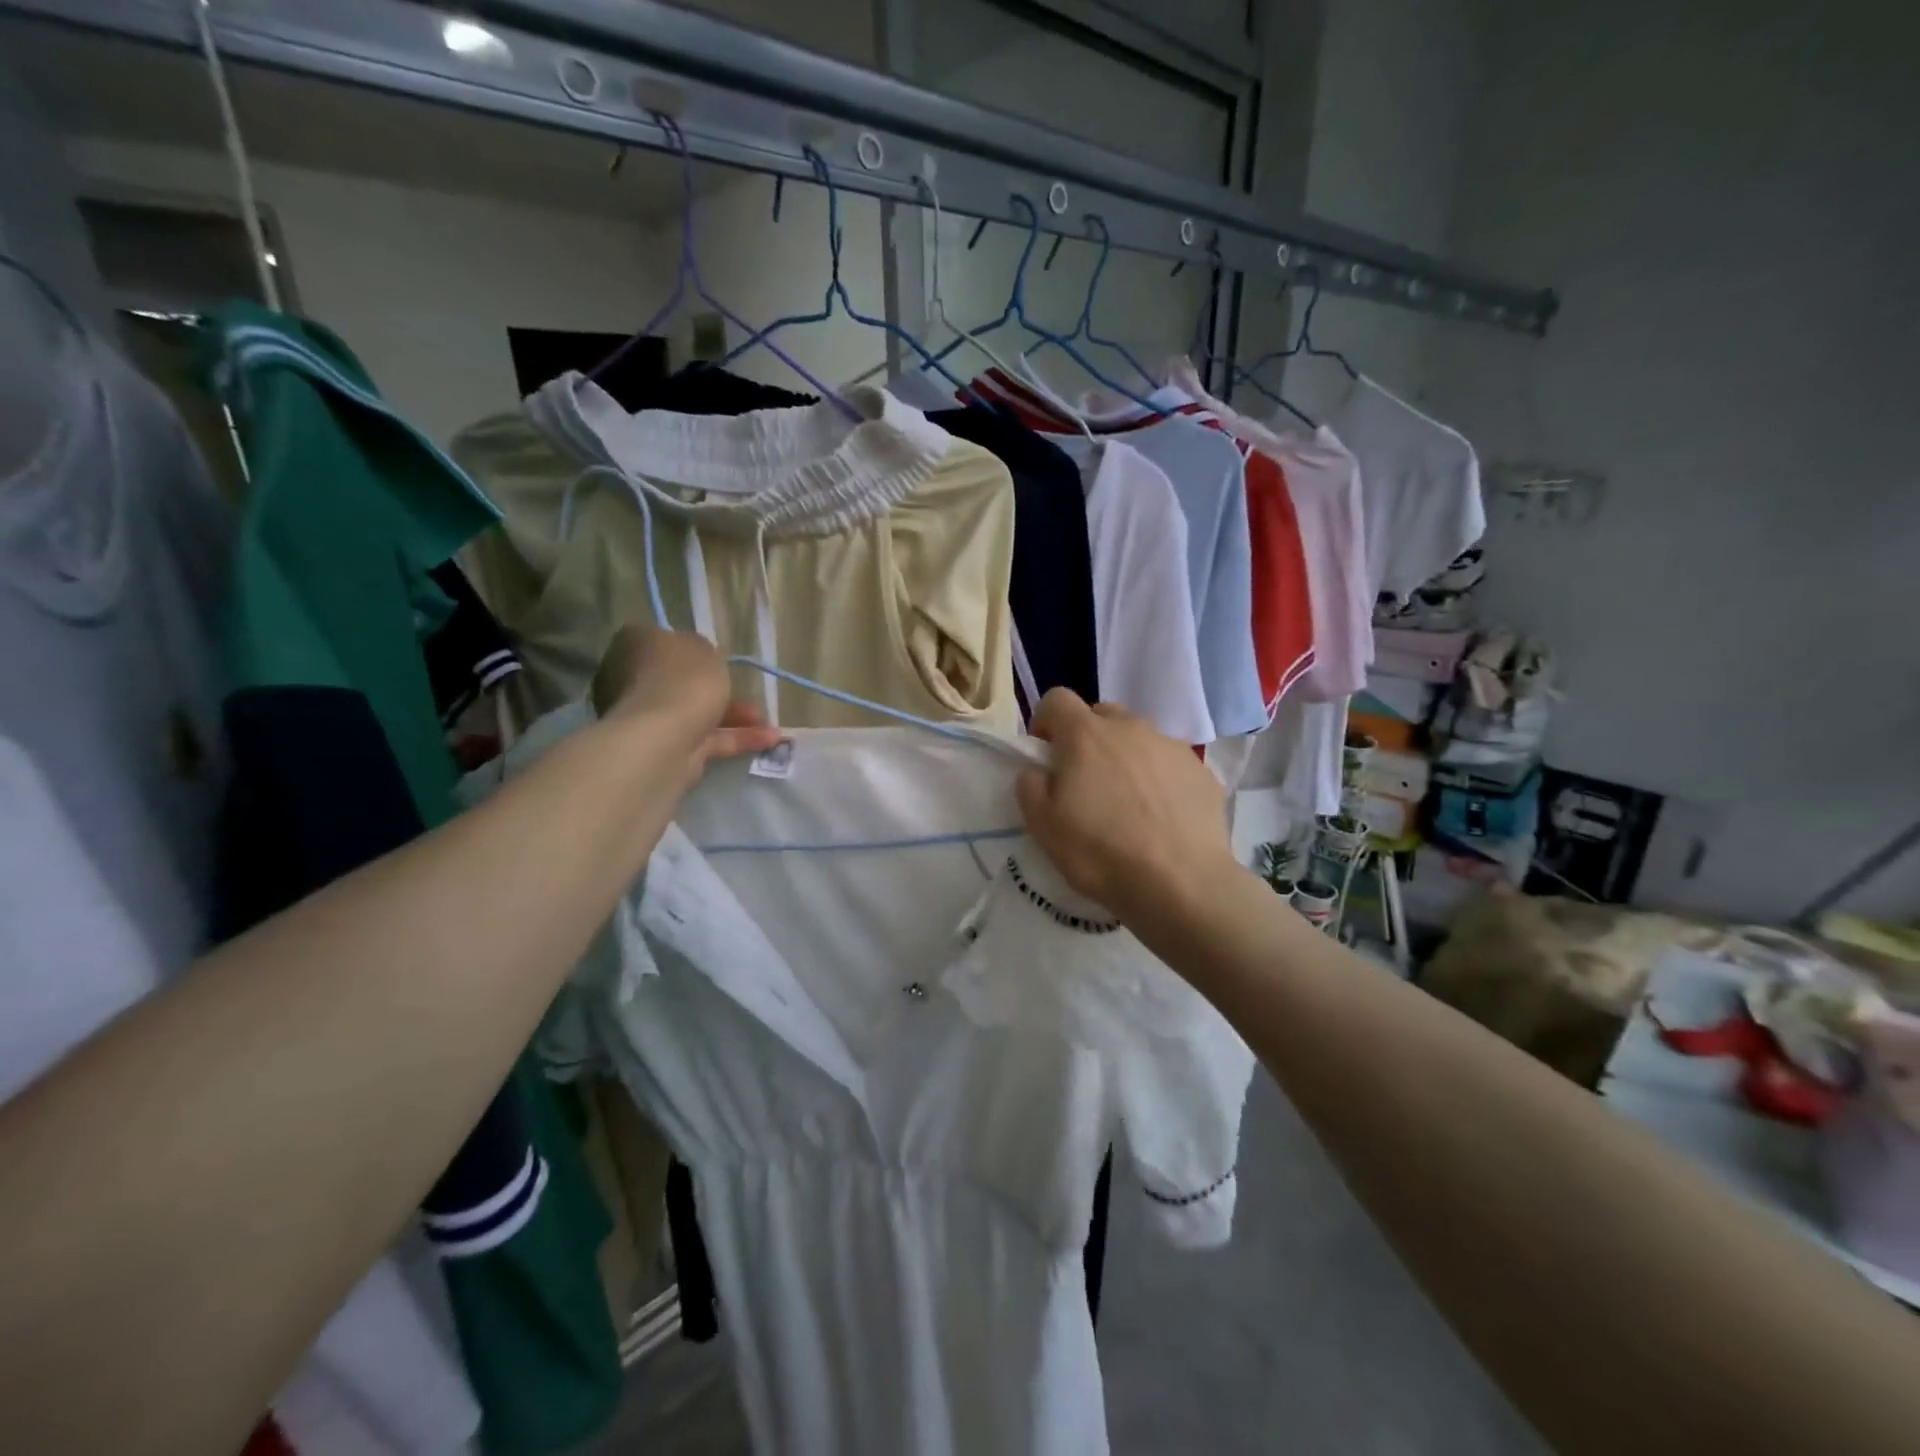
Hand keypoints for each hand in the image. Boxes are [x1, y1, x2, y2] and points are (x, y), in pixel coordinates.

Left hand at [592, 626, 784, 785]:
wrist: (665, 738)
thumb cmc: (683, 680)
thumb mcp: (705, 649)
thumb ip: (707, 650)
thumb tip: (702, 656)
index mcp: (636, 645)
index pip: (664, 641)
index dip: (694, 649)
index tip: (719, 657)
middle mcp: (634, 680)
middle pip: (683, 681)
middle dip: (721, 689)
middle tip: (750, 692)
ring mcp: (649, 718)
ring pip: (698, 712)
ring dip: (736, 716)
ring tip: (769, 722)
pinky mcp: (668, 749)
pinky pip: (707, 739)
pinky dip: (736, 739)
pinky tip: (767, 740)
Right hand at [1015, 689, 1237, 915]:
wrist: (1180, 885)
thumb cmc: (1100, 853)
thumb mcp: (1042, 825)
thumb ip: (1030, 785)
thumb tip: (1038, 769)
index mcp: (1086, 734)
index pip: (1057, 699)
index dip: (1046, 722)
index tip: (1046, 755)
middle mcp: (1130, 727)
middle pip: (1101, 715)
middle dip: (1088, 739)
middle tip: (1086, 782)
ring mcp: (1171, 746)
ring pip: (1139, 739)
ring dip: (1126, 758)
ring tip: (1129, 804)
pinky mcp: (1201, 771)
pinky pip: (1169, 764)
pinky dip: (1159, 780)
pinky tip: (1161, 818)